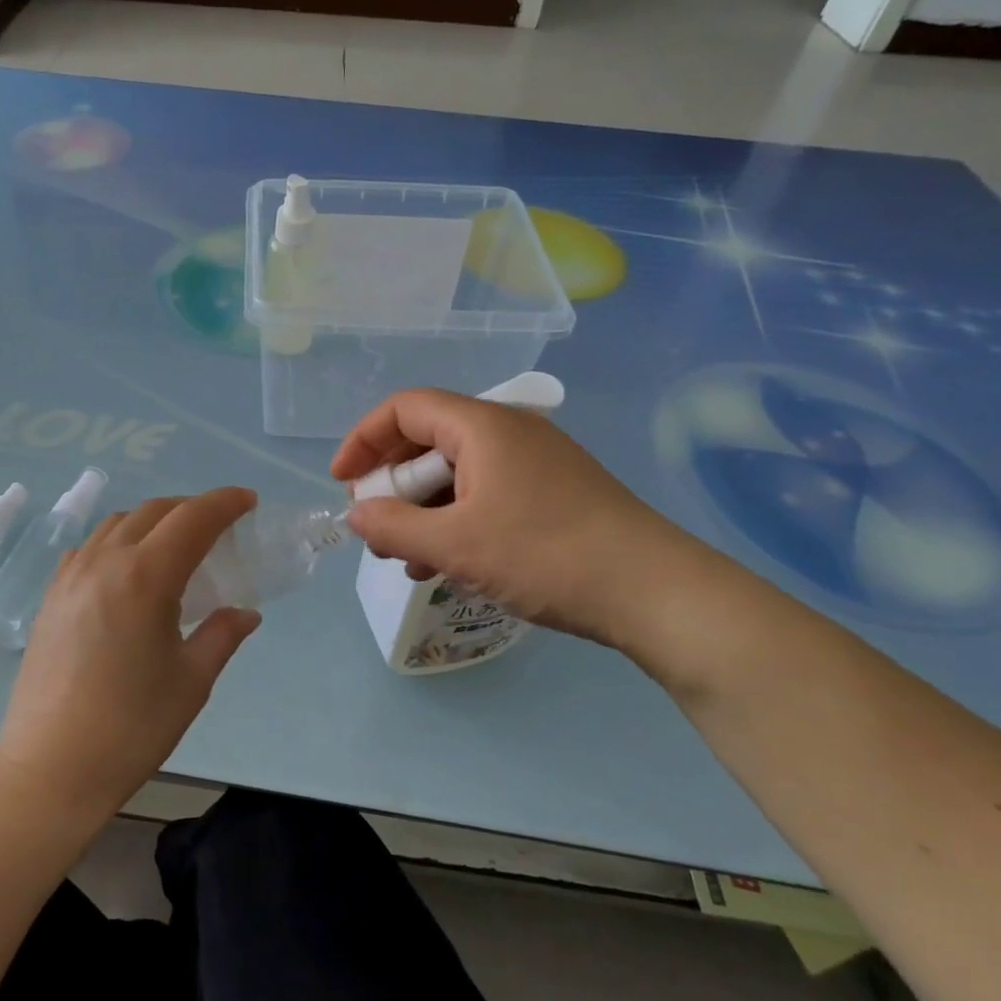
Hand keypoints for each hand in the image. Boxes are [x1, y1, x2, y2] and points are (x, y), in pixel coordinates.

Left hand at [0, 488, 260, 817]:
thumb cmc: (131, 727)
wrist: (50, 768)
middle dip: (191, 508)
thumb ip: (222, 635)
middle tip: (219, 526)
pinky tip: (126, 570)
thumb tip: (246, 613)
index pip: (192, 518)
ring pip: (117, 523)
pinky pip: (89, 547)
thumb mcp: (191, 681)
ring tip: (175, 545)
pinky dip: (117, 541)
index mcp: (146, 576)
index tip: (248, 501)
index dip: (224, 502)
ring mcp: (71, 576)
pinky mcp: (51, 596)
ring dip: (153, 520)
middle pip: (154, 511)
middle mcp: (105, 561)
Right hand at [331, 388, 702, 650]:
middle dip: (391, 484)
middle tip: (374, 528)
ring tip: (405, 557)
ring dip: (422, 510)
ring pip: (456, 472)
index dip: (363, 440)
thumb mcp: (456, 545)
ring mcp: (533, 461)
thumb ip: (393, 527)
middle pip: (427, 440)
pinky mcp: (552, 491)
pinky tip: (446, 564)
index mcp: (481, 425)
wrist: (656, 592)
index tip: (343, 483)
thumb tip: (355, 515)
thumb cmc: (546, 555)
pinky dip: (456, 520)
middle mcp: (507, 431)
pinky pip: (485, 493)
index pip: (403, 409)